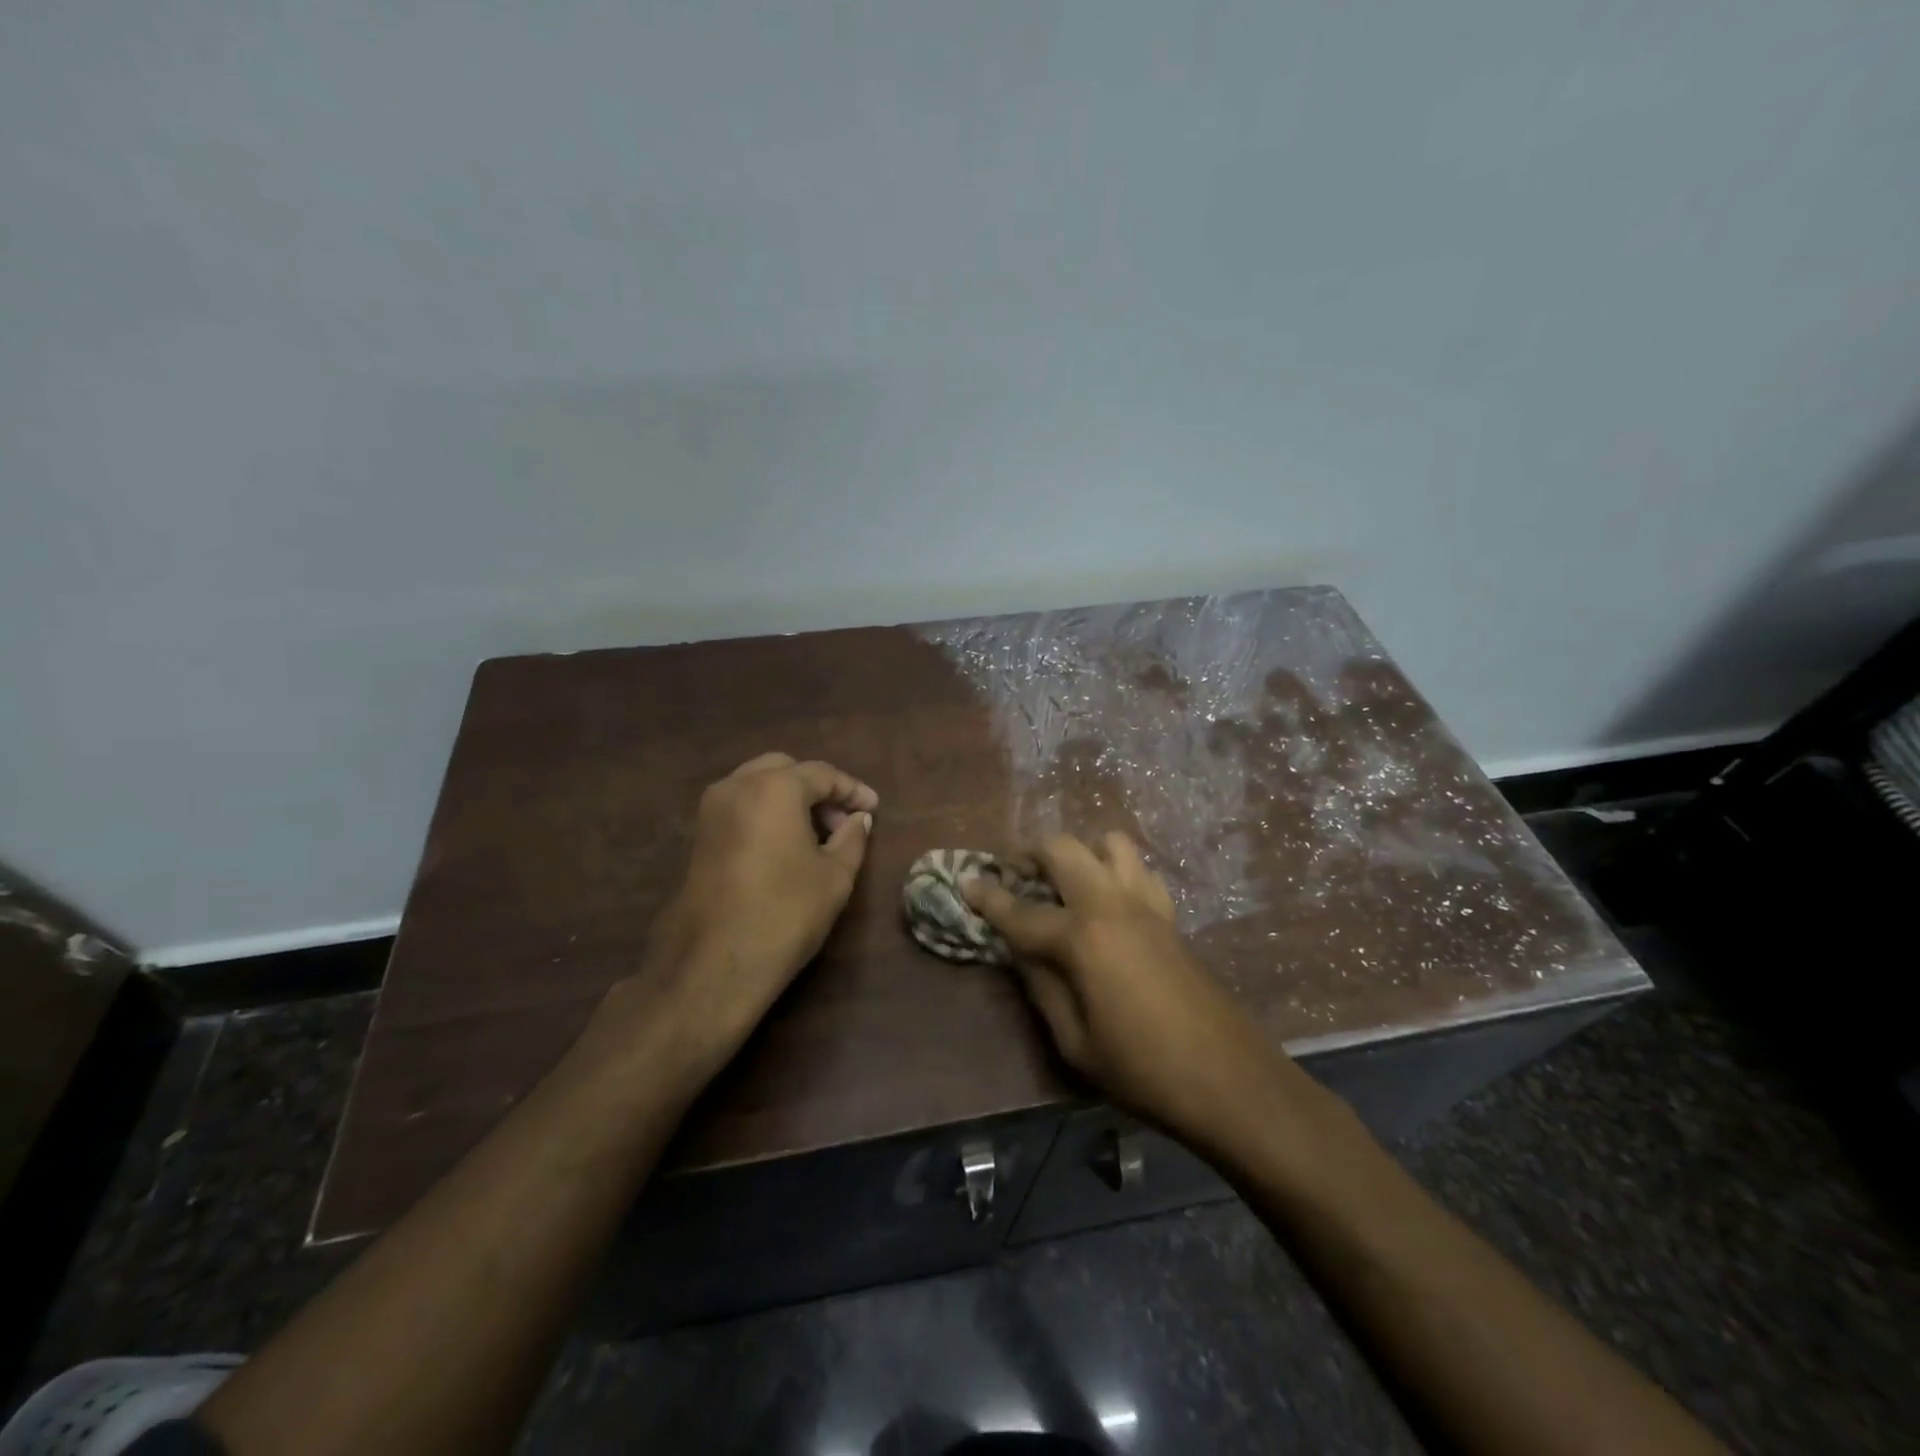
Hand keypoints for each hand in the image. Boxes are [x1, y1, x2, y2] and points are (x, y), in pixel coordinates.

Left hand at [603, 753, 877, 1077]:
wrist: (716, 964)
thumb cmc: (785, 913)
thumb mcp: (835, 876)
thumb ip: (852, 838)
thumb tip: (858, 819)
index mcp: (774, 787)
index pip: (822, 774)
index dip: (852, 790)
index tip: (873, 810)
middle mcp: (737, 786)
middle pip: (786, 769)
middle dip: (818, 789)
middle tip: (843, 820)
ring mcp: (711, 809)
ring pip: (759, 784)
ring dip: (791, 798)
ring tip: (818, 834)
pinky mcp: (699, 835)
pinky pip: (741, 805)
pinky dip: (767, 812)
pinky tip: (787, 844)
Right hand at [965, 832, 1287, 1151]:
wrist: (1229, 1080)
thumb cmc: (1142, 1070)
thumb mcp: (1075, 1042)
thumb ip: (1042, 986)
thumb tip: (1022, 952)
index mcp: (1081, 938)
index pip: (1021, 910)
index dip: (988, 896)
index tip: (965, 881)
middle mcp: (1111, 905)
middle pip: (1064, 849)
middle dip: (1032, 853)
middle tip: (1015, 873)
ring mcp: (1146, 905)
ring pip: (1110, 844)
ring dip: (1081, 852)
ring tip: (1065, 882)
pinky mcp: (1169, 916)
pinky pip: (1139, 871)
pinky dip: (1116, 871)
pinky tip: (1109, 902)